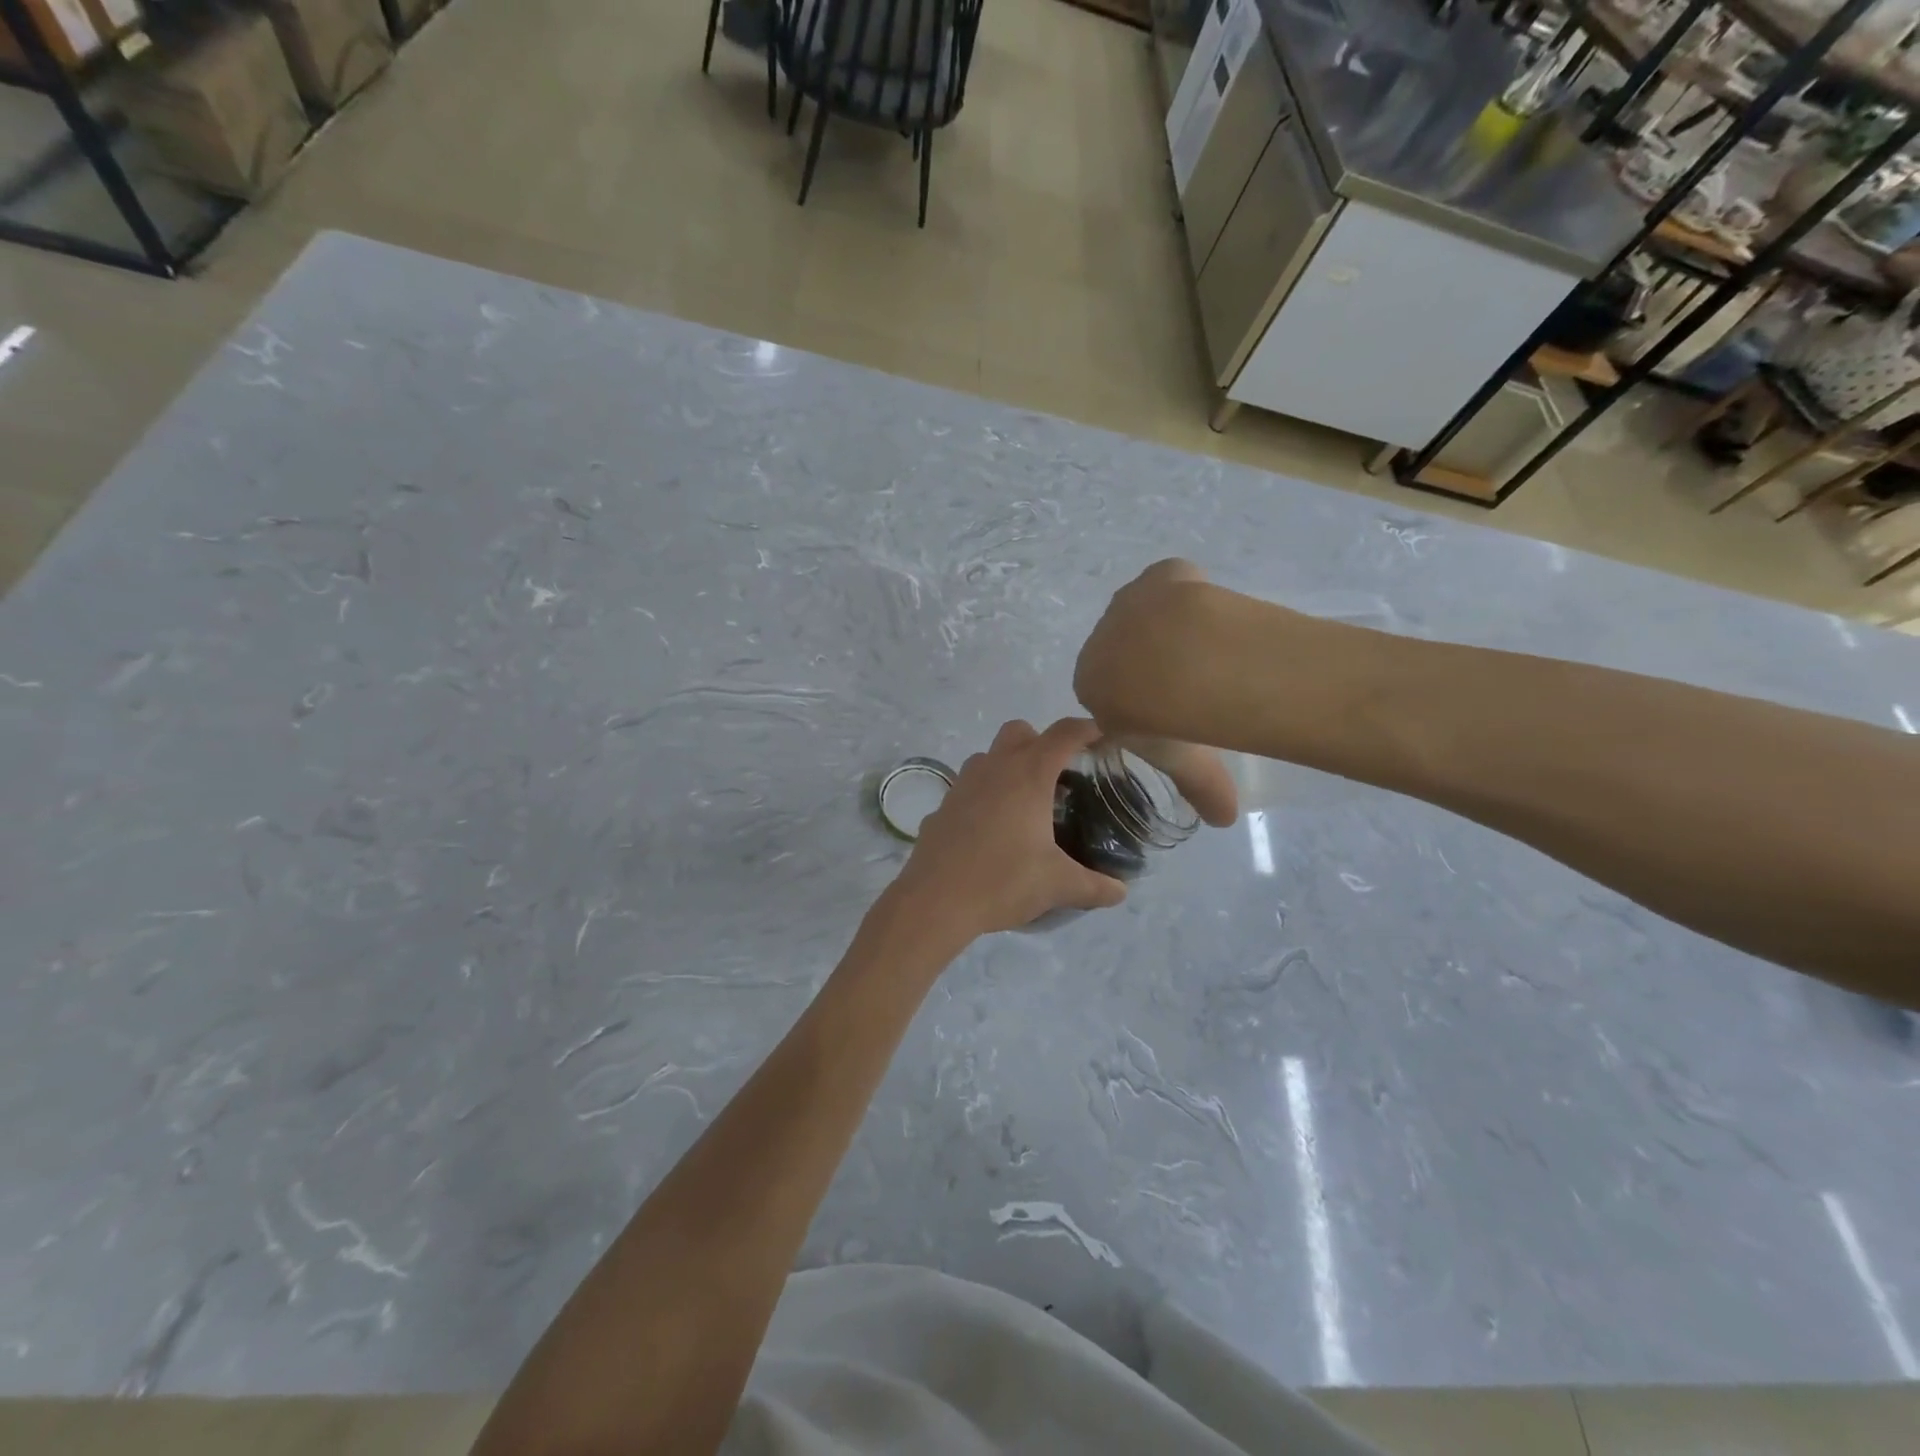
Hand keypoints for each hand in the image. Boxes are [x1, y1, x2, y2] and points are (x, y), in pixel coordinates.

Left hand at [896, 719, 1128, 936]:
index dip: (1087, 730)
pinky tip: (991, 830)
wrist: (935, 901)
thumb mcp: (1058, 885)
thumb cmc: (1003, 881)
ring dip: (1008, 767)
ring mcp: (962, 784)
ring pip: (988, 756)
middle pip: (1021, 732)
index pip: (1064, 734)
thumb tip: (1121, 892)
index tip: (1102, 739)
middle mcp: (994, 768)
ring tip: (1025, 804)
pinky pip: (968, 787)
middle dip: (1041, 743)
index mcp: (1028, 775)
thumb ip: (1095, 886)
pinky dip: (984, 796)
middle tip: (1059, 777)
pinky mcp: (942, 806)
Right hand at [1075, 560, 1240, 827]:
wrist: (1182, 662)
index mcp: (1091, 684)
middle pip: (1126, 652)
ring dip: (1170, 629)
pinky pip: (1174, 584)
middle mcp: (1101, 641)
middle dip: (1152, 664)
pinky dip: (1190, 595)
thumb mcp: (1182, 761)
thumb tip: (1223, 820)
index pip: (1110, 693)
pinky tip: (1215, 615)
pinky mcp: (1160, 575)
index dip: (1138, 702)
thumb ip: (1200, 788)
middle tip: (1193, 684)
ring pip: (1149, 617)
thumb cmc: (1167, 720)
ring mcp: (1130, 603)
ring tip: (1210, 651)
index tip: (1168, 713)